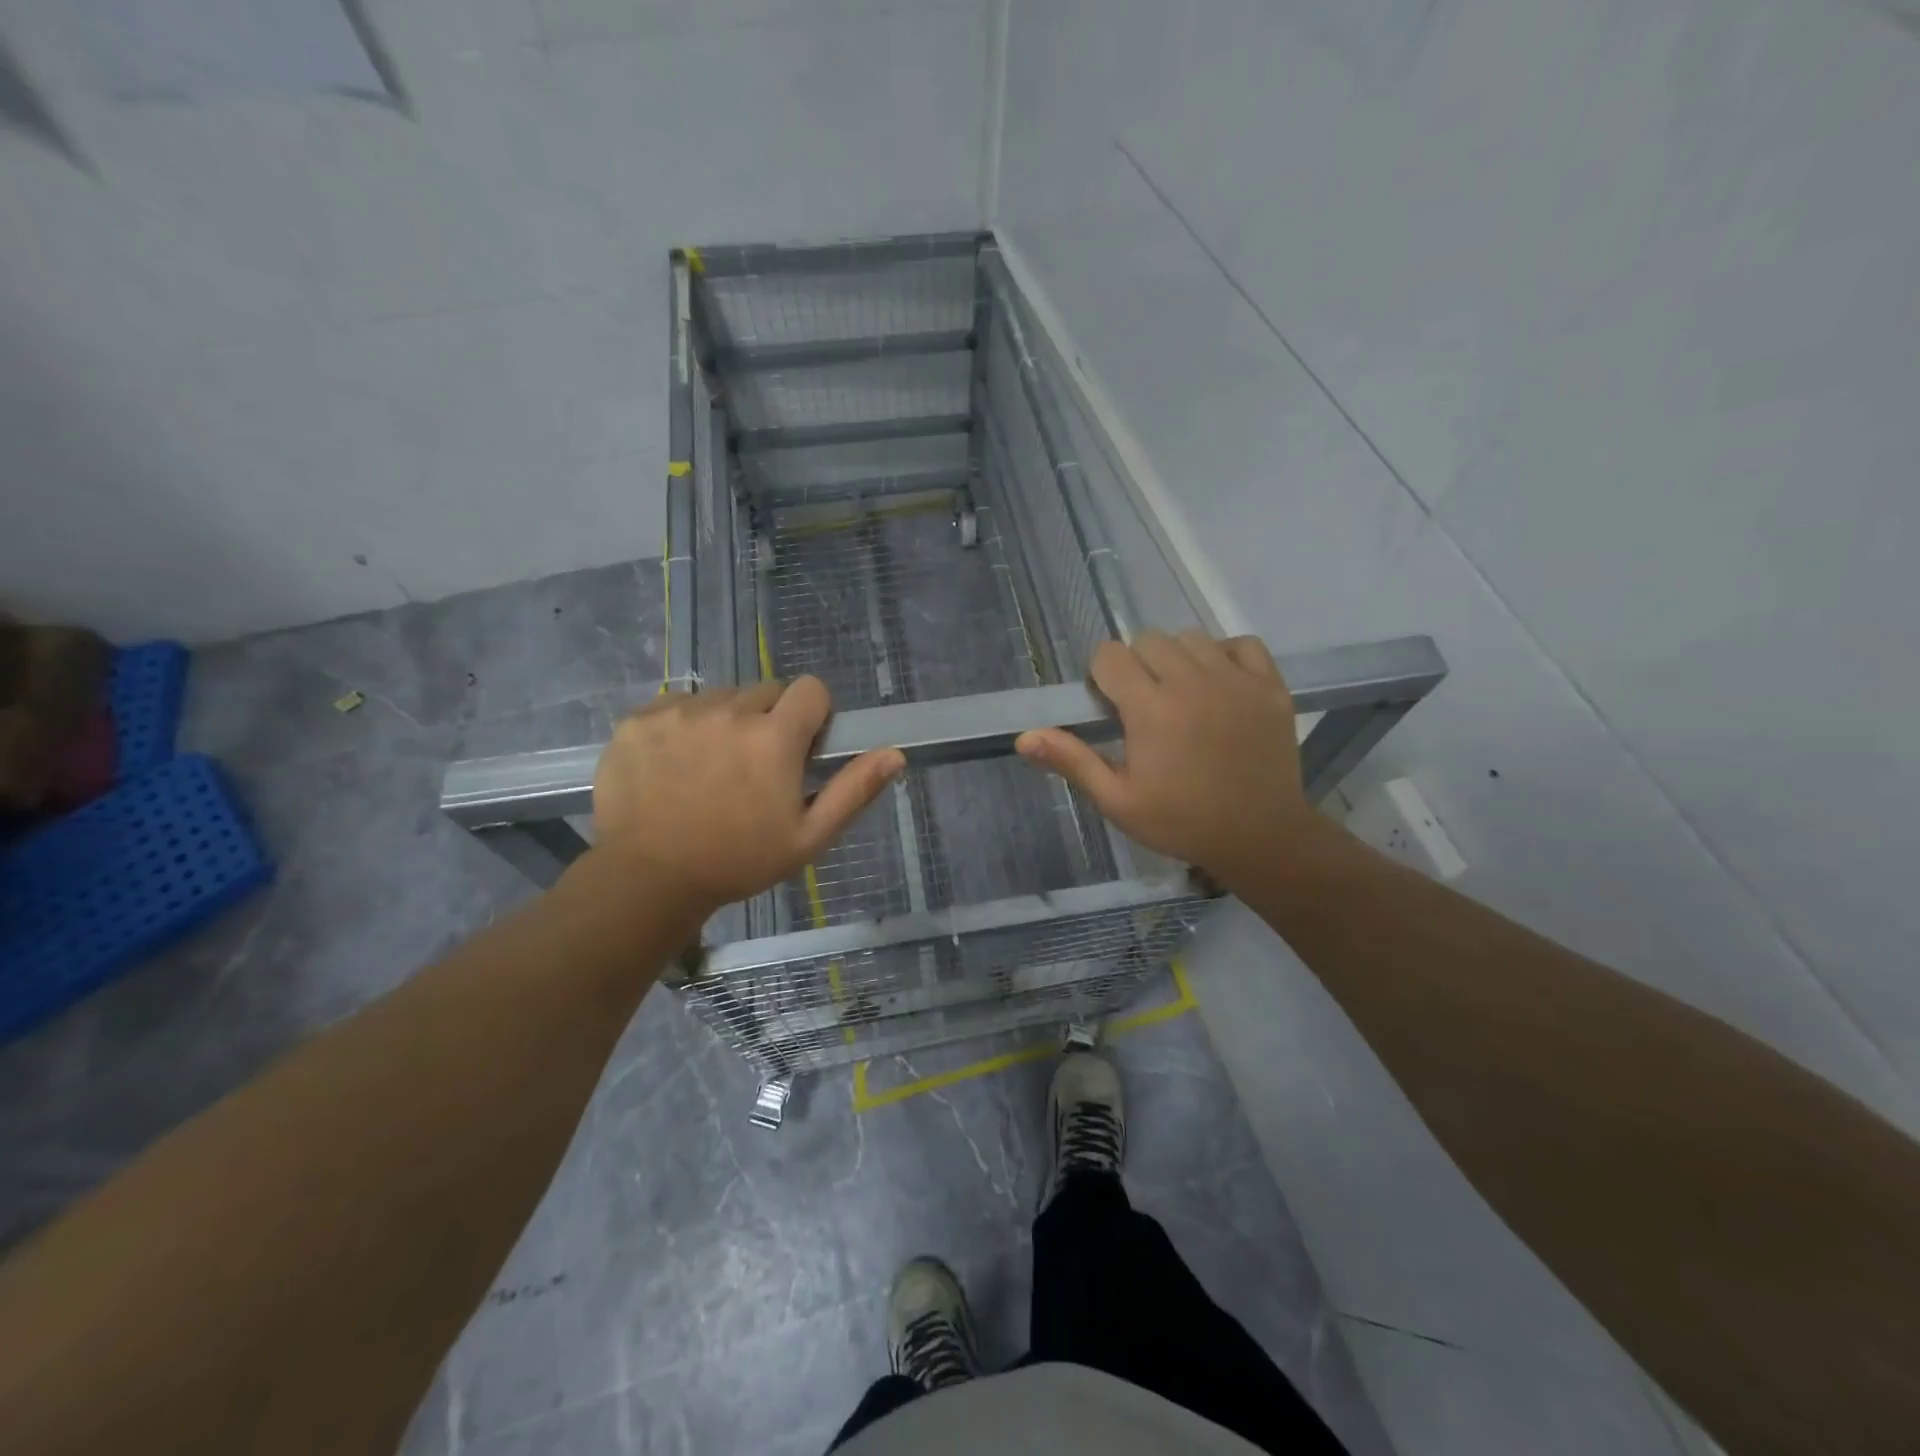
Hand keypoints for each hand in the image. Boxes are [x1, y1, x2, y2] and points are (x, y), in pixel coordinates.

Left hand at [592, 678, 903, 918]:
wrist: (647, 880)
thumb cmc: (738, 861)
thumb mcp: (808, 837)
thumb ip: (854, 790)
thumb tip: (896, 754)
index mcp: (774, 737)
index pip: (811, 689)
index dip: (813, 715)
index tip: (801, 748)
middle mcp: (728, 711)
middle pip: (765, 692)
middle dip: (769, 720)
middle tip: (754, 767)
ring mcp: (678, 712)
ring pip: (719, 698)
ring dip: (725, 722)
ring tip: (710, 769)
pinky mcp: (639, 720)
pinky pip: (675, 705)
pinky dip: (682, 726)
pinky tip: (674, 765)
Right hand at [1015, 630, 1320, 891]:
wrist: (1260, 837)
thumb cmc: (1180, 822)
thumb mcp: (1118, 801)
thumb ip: (1072, 761)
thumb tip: (1024, 737)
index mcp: (1150, 709)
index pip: (1110, 655)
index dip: (1102, 676)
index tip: (1111, 706)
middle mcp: (1191, 682)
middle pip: (1148, 640)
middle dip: (1137, 665)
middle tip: (1145, 706)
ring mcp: (1236, 680)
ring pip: (1192, 638)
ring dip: (1177, 658)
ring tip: (1182, 695)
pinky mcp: (1270, 685)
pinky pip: (1241, 644)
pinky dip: (1225, 656)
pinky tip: (1220, 685)